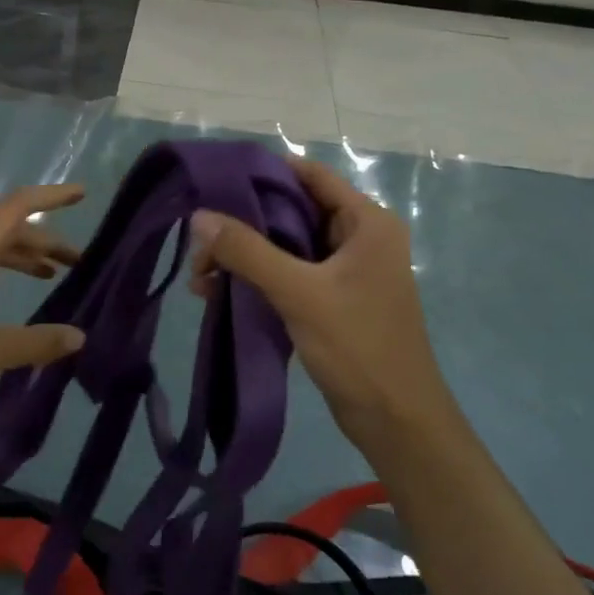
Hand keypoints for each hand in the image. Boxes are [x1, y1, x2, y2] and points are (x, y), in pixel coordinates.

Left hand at [0, 184, 87, 416]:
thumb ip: (35, 343)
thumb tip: (80, 336)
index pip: (17, 208)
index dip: (52, 198)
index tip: (83, 194)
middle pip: (6, 230)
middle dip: (45, 240)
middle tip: (79, 261)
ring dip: (20, 257)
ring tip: (51, 275)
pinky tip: (1, 291)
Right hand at [188, 158, 459, 453]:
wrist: (396, 422)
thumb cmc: (358, 346)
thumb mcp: (299, 292)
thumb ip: (248, 251)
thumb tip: (199, 216)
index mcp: (366, 222)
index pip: (309, 175)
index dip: (262, 172)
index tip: (214, 180)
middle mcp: (358, 238)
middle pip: (291, 211)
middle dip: (242, 223)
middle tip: (198, 240)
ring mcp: (344, 271)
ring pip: (284, 246)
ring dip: (243, 255)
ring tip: (199, 275)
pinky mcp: (331, 300)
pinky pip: (286, 274)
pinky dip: (255, 278)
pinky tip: (217, 292)